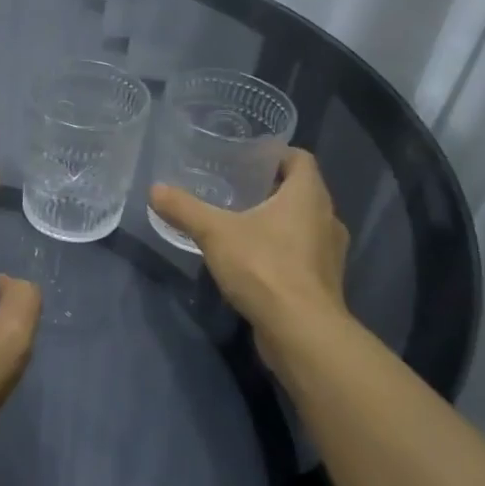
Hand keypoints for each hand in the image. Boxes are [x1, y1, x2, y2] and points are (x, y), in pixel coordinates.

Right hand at [150, 148, 350, 354]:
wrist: (301, 331)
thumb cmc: (264, 267)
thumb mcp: (214, 233)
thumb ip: (184, 209)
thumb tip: (155, 189)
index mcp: (308, 195)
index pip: (300, 158)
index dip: (275, 153)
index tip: (245, 157)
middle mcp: (327, 218)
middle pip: (301, 191)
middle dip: (270, 187)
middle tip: (233, 186)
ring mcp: (329, 253)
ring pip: (303, 223)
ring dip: (277, 220)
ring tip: (240, 221)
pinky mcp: (323, 281)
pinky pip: (302, 252)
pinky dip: (281, 248)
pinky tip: (252, 258)